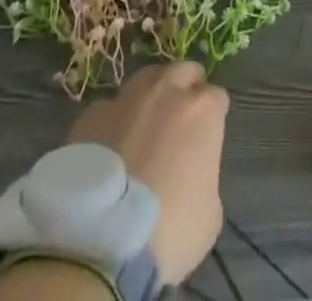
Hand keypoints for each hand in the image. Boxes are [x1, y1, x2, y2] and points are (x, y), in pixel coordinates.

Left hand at [67, 61, 227, 282]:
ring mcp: (127, 97)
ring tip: (145, 125)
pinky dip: (115, 122)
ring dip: (151, 96)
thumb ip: (205, 176)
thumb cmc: (169, 230)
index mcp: (202, 110)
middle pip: (184, 72)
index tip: (207, 137)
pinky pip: (110, 109)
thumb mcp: (209, 214)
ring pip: (146, 80)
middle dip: (186, 88)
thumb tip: (191, 172)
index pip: (217, 98)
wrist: (103, 240)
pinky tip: (110, 147)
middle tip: (180, 119)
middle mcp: (167, 90)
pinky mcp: (93, 113)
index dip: (213, 117)